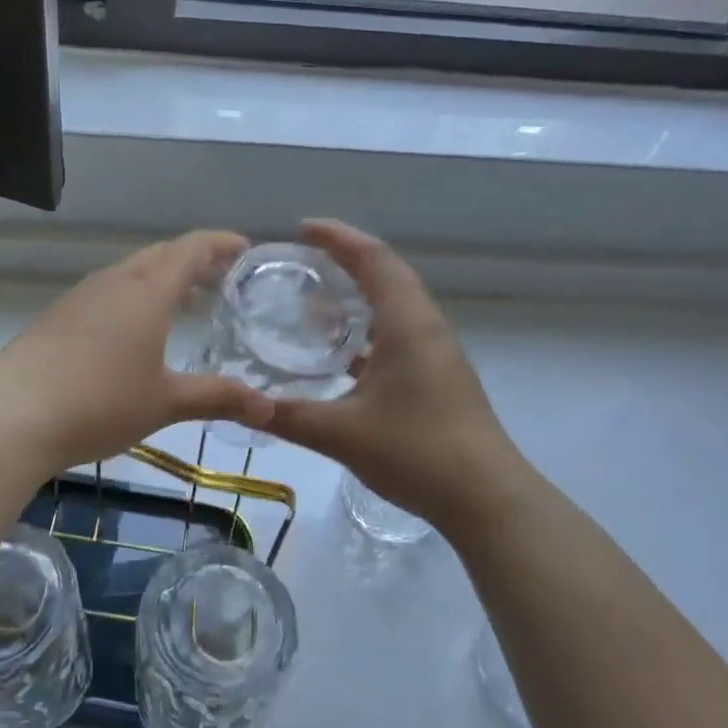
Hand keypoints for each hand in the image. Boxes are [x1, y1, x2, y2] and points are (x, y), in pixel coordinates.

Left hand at [0, 231, 275, 472]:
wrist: (11, 414)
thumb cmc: (99, 402)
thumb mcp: (165, 402)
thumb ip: (218, 398)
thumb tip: (269, 409)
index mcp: (147, 291)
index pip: (191, 248)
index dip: (220, 243)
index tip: (245, 248)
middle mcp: (114, 282)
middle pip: (160, 256)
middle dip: (194, 261)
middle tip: (222, 279)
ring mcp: (81, 297)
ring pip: (131, 274)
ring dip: (162, 280)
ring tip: (186, 305)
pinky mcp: (58, 317)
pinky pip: (108, 293)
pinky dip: (135, 298)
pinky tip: (135, 333)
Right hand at [268, 220, 527, 531]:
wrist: (486, 499)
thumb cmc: (417, 452)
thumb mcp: (342, 434)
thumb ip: (288, 416)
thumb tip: (240, 404)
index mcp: (408, 323)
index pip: (374, 259)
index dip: (338, 237)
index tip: (302, 229)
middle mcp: (425, 327)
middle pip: (386, 274)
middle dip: (345, 260)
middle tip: (301, 260)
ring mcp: (435, 353)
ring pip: (394, 306)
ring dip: (358, 295)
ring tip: (314, 304)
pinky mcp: (437, 377)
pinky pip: (398, 334)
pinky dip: (367, 329)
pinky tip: (341, 355)